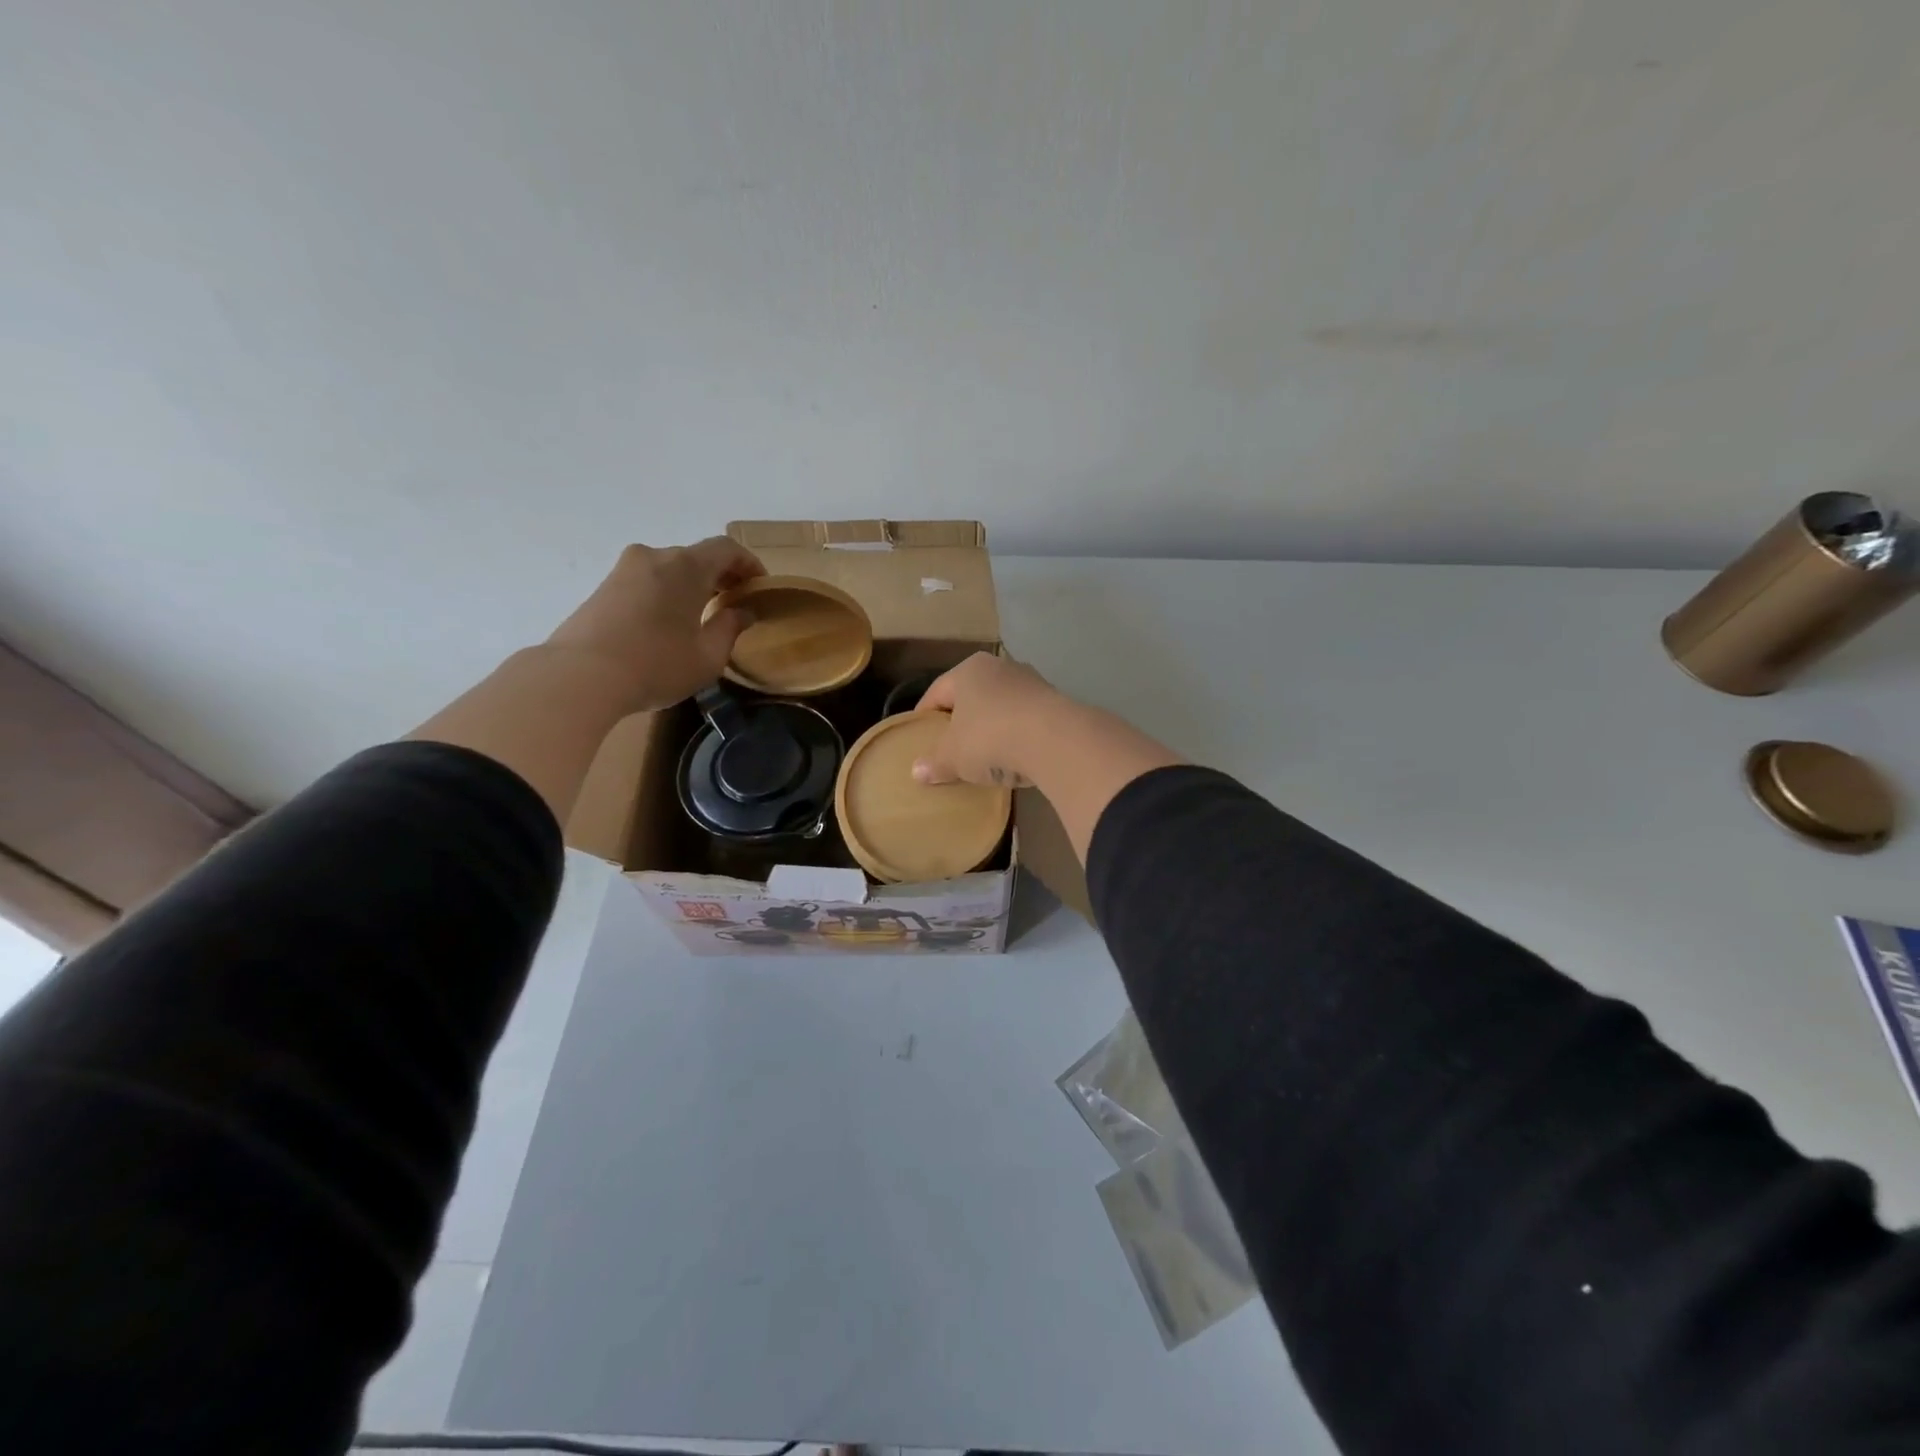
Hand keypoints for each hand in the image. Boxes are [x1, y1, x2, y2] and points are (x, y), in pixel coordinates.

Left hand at [546, 538, 764, 712]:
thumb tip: (742, 611)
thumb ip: (730, 628)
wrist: (580, 676)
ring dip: (691, 584)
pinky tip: (669, 622)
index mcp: (686, 566)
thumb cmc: (656, 664)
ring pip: (669, 569)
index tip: (759, 585)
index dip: (748, 563)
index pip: (726, 548)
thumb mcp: (708, 656)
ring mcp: (624, 570)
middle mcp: (655, 557)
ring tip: (702, 613)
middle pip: (696, 556)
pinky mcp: (604, 588)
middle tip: (734, 601)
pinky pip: (647, 581)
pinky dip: (666, 592)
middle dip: (720, 575)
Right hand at [911, 653, 1068, 788]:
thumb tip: (916, 772)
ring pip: (1001, 706)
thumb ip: (935, 762)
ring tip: (986, 754)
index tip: (920, 735)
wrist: (1055, 740)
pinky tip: (1015, 756)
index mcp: (969, 670)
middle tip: (951, 745)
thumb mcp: (954, 756)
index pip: (938, 691)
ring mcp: (1032, 682)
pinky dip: (1017, 735)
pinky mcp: (1057, 702)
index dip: (925, 715)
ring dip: (992, 726)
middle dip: (962, 719)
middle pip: (972, 695)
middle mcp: (1000, 667)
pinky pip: (1026, 720)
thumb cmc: (990, 738)